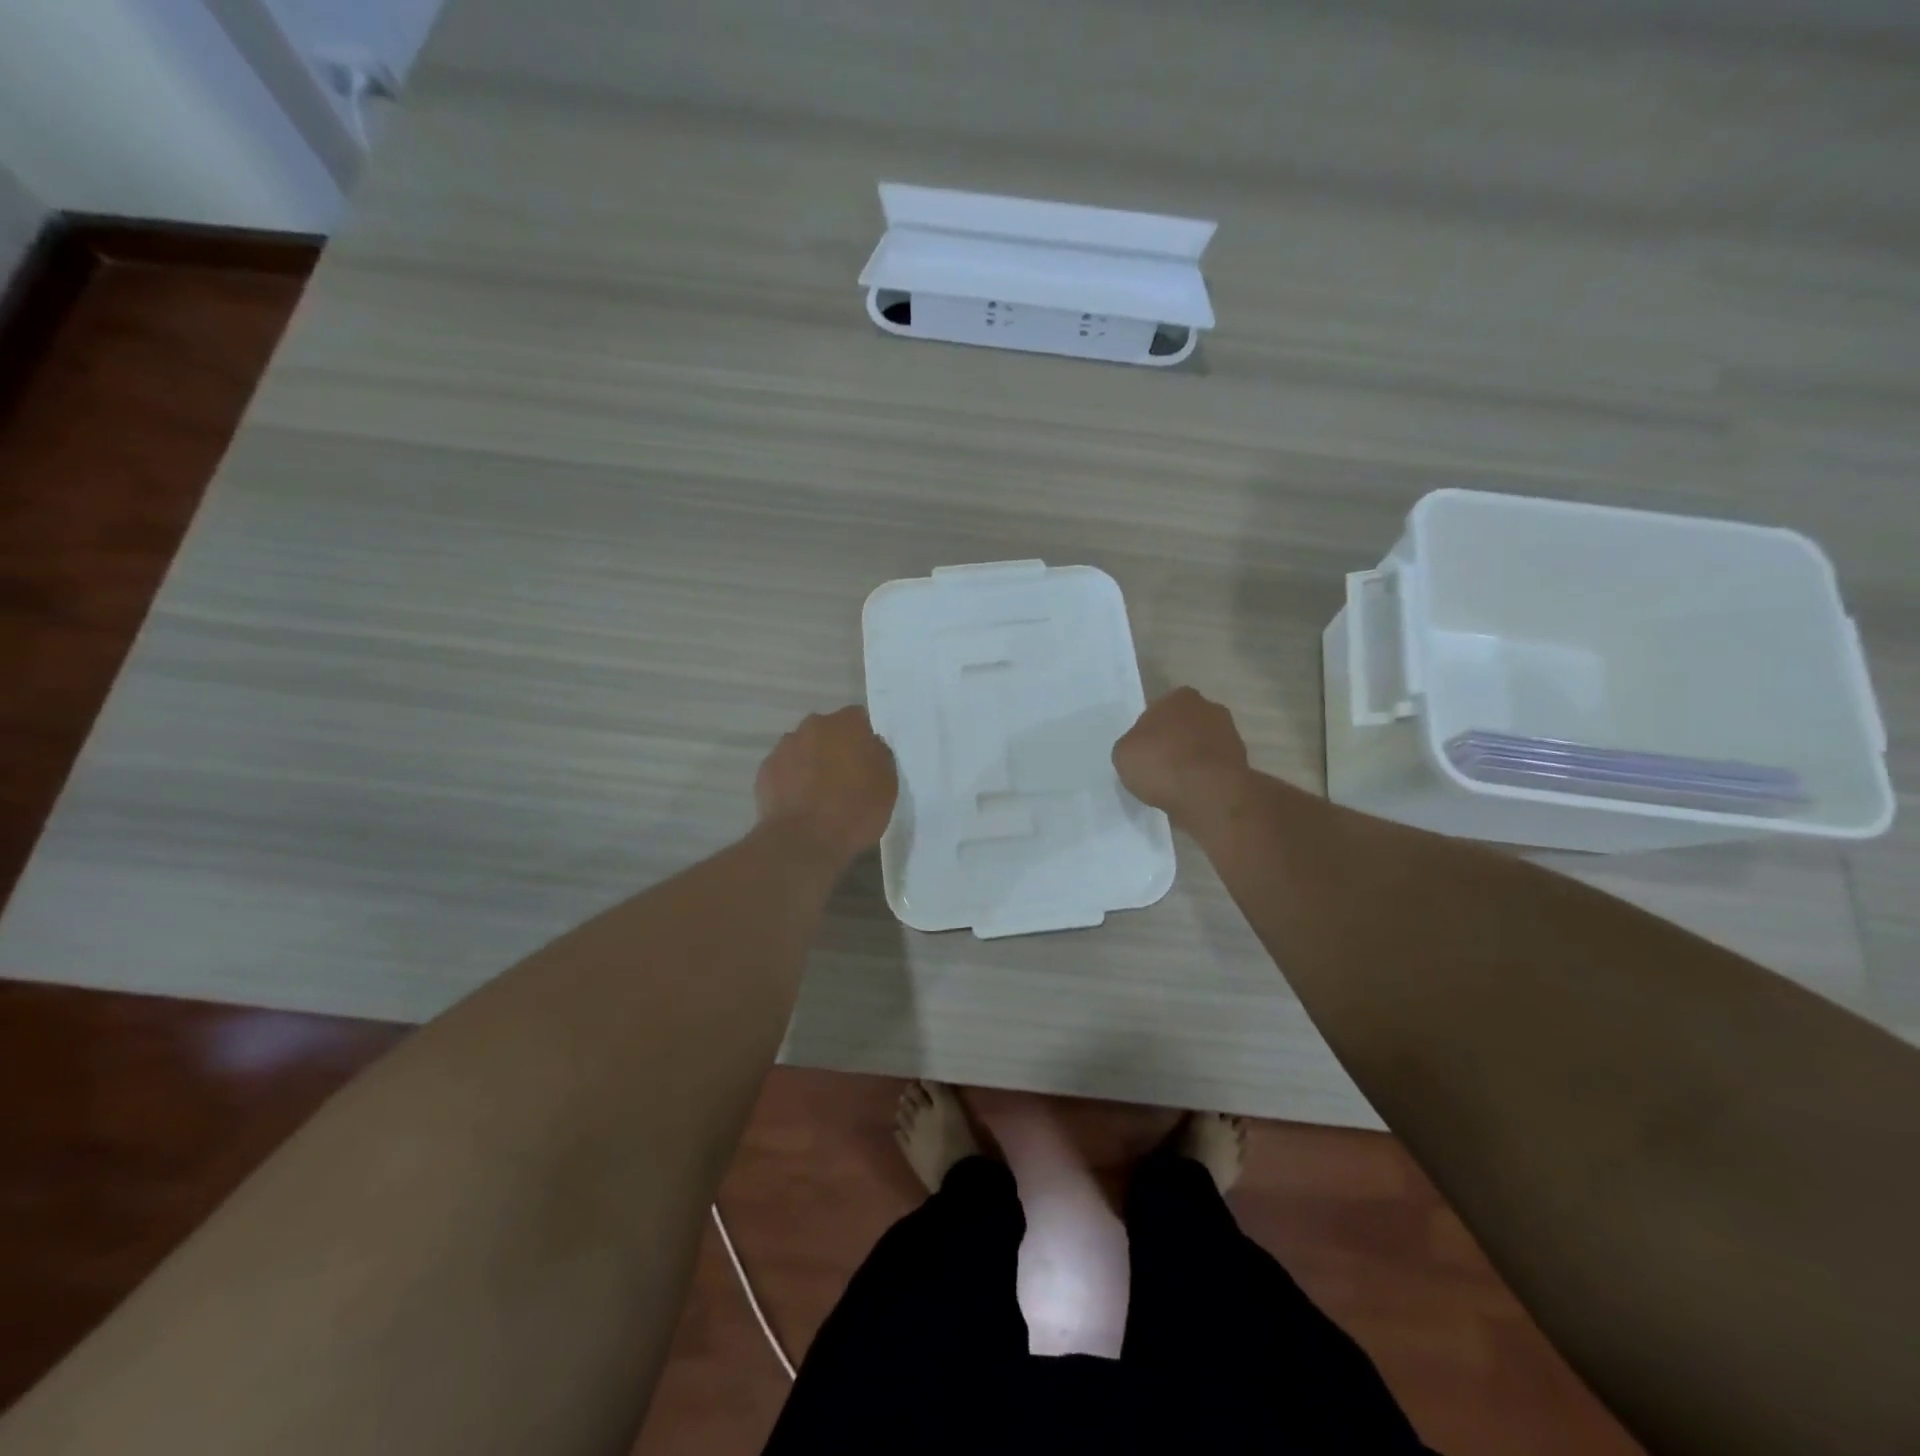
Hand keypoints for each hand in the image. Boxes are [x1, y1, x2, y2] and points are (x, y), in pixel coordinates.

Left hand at [755, 706, 898, 863]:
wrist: (804, 841)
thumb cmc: (855, 810)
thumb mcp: (887, 784)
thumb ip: (879, 756)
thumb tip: (870, 747)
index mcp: (846, 724)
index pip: (860, 719)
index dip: (865, 738)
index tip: (869, 759)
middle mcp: (813, 726)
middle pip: (828, 731)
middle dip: (836, 747)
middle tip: (846, 776)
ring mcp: (784, 747)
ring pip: (804, 748)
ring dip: (812, 762)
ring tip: (820, 793)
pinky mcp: (764, 770)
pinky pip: (785, 769)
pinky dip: (792, 780)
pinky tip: (800, 803)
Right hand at [1112, 687, 1252, 834]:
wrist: (1209, 794)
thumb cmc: (1161, 763)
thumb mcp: (1123, 753)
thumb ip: (1132, 745)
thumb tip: (1143, 749)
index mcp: (1180, 697)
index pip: (1159, 709)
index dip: (1149, 731)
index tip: (1143, 751)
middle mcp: (1210, 708)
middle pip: (1184, 725)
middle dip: (1174, 742)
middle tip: (1158, 766)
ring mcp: (1230, 735)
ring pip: (1201, 746)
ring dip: (1191, 761)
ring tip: (1174, 785)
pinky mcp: (1242, 763)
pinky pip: (1213, 769)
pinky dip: (1204, 778)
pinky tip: (1191, 793)